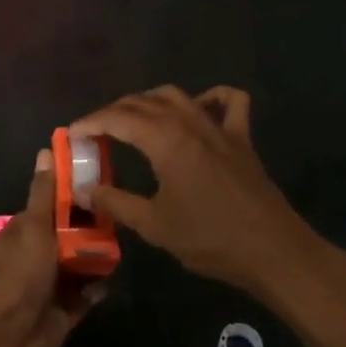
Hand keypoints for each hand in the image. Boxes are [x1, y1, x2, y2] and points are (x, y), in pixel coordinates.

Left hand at [0, 149, 103, 346]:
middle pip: (70, 232)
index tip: (101, 179)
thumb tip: (45, 150)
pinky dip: (98, 285)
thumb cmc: (20, 276)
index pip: (52, 203)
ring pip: (81, 261)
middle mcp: (37, 252)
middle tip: (120, 214)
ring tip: (121, 244)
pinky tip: (110, 278)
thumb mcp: (33, 227)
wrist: (11, 339)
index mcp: (24, 230)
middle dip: (92, 226)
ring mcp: (51, 281)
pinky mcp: (66, 308)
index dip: (74, 191)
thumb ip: (44, 193)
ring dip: (98, 255)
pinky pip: (88, 291)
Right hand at [70, 86, 319, 295]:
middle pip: (143, 102)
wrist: (273, 251)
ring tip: (132, 119)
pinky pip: (228, 102)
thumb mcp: (154, 225)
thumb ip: (115, 203)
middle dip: (114, 111)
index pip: (118, 119)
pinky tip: (198, 108)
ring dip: (149, 101)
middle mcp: (190, 122)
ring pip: (178, 95)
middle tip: (95, 131)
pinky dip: (209, 97)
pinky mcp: (241, 138)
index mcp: (166, 140)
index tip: (72, 134)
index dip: (91, 123)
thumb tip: (84, 189)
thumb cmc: (210, 239)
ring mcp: (219, 126)